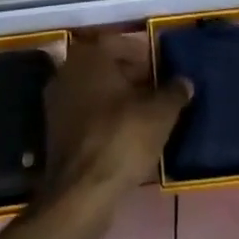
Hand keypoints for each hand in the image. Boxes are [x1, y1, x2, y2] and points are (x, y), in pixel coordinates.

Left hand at [41, 30, 191, 211]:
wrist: (82, 194)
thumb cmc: (121, 138)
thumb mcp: (160, 113)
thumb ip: (174, 92)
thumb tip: (184, 82)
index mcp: (89, 55)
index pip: (119, 43)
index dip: (143, 56)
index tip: (161, 72)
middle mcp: (67, 72)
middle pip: (105, 67)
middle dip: (131, 78)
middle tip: (156, 94)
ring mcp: (57, 104)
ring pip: (95, 92)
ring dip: (118, 101)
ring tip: (145, 117)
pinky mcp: (55, 134)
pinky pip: (86, 116)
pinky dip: (104, 121)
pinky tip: (125, 137)